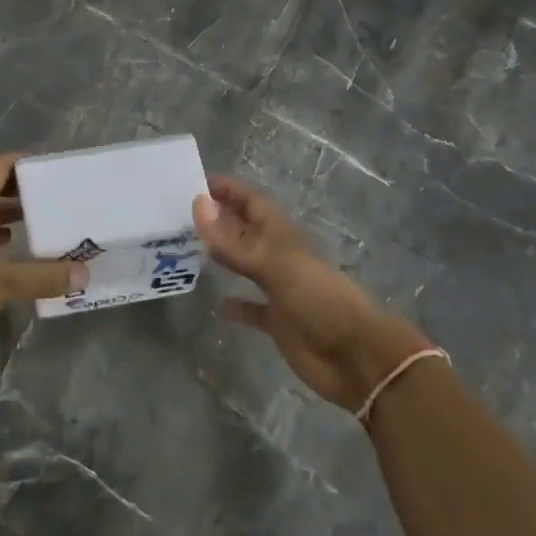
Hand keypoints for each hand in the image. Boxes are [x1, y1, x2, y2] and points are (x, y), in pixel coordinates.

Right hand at [193, 176, 428, 411]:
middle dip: (218, 218)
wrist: (356, 356)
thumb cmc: (318, 299)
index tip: (193, 180)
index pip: (251, 201)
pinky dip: (237, 304)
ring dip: (222, 255)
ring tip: (187, 247)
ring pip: (244, 264)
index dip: (227, 188)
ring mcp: (278, 288)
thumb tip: (197, 203)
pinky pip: (252, 307)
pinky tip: (218, 304)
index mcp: (281, 235)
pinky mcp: (278, 321)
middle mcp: (278, 256)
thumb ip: (233, 240)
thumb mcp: (273, 265)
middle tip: (179, 211)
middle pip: (244, 229)